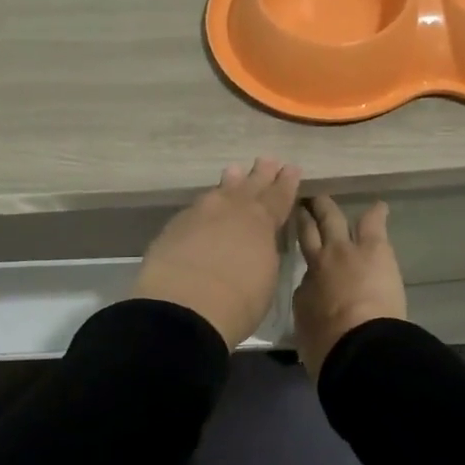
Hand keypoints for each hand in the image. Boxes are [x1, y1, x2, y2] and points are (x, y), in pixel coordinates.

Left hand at [133, 158, 302, 348]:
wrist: (185, 305)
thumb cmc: (239, 300)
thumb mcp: (266, 276)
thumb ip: (263, 252)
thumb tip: (256, 244)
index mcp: (261, 220)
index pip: (278, 196)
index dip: (286, 182)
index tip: (291, 168)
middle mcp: (231, 209)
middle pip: (249, 185)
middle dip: (260, 174)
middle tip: (266, 160)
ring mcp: (200, 213)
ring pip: (219, 191)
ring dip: (230, 181)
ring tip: (234, 171)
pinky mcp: (174, 226)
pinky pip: (196, 208)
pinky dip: (205, 205)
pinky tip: (203, 207)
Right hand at [292, 196, 408, 381]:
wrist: (356, 345)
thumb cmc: (329, 349)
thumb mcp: (309, 332)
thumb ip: (311, 313)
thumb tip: (314, 304)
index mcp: (303, 291)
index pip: (301, 274)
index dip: (301, 260)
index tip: (300, 251)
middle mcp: (317, 264)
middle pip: (306, 234)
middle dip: (304, 218)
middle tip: (302, 205)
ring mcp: (344, 251)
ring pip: (332, 219)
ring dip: (327, 208)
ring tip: (324, 200)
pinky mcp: (373, 248)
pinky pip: (372, 223)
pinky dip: (376, 214)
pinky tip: (379, 206)